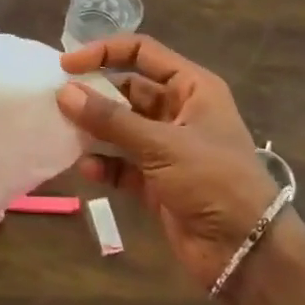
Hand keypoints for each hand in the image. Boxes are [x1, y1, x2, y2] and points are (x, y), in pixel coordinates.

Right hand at [56, 36, 277, 292]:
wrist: (246, 252)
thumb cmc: (213, 181)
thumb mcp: (162, 145)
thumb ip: (111, 119)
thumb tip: (64, 92)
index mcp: (192, 88)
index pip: (143, 53)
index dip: (105, 52)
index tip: (67, 65)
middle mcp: (179, 112)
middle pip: (128, 90)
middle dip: (95, 95)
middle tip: (57, 101)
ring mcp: (167, 148)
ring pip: (121, 128)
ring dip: (94, 130)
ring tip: (63, 133)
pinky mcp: (157, 181)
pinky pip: (122, 164)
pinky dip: (104, 165)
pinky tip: (86, 170)